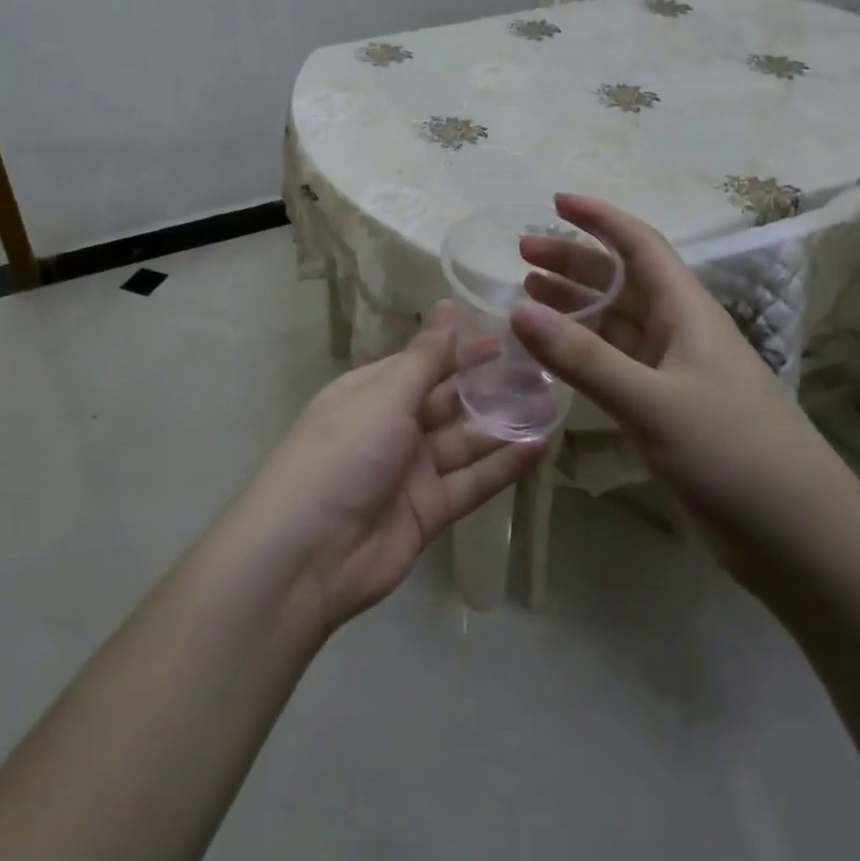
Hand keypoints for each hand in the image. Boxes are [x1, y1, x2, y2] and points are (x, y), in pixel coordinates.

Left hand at [239, 304, 544, 632]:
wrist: (308, 554)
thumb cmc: (343, 452)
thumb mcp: (384, 396)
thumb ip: (425, 357)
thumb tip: (447, 306)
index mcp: (372, 392)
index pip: (423, 363)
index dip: (461, 350)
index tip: (505, 336)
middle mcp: (392, 426)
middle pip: (448, 401)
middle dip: (490, 387)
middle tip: (542, 370)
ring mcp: (411, 471)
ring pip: (465, 441)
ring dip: (504, 425)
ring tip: (551, 404)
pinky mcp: (429, 512)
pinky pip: (471, 482)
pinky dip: (502, 466)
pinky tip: (538, 446)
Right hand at [510, 194, 859, 582]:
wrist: (802, 541)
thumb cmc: (734, 455)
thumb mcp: (653, 402)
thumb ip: (584, 358)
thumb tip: (518, 310)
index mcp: (688, 312)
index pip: (640, 245)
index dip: (600, 219)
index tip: (556, 202)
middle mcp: (680, 333)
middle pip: (621, 282)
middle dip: (573, 264)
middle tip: (522, 257)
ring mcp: (675, 375)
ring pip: (615, 325)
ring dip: (574, 308)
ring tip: (527, 297)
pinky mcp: (668, 413)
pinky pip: (616, 367)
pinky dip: (582, 355)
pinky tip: (553, 358)